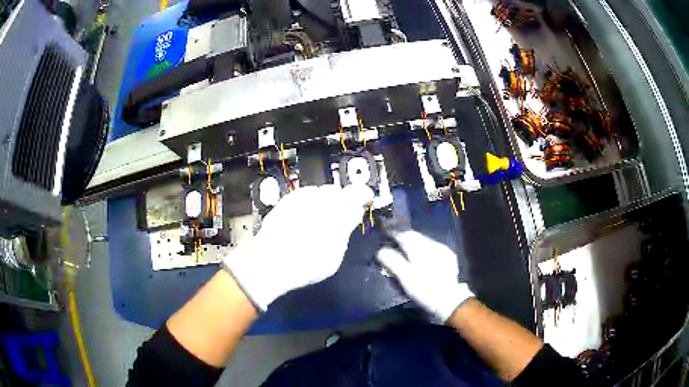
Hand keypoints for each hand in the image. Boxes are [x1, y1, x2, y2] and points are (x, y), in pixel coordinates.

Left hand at [224, 184, 373, 310]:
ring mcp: (300, 197)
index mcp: (339, 208)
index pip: (359, 193)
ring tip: (319, 224)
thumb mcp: (336, 252)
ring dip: (323, 203)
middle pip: (337, 192)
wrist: (270, 262)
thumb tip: (354, 213)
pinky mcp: (285, 201)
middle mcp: (320, 196)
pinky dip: (307, 206)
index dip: (363, 197)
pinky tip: (302, 222)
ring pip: (319, 193)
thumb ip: (347, 227)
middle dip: (341, 202)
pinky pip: (302, 198)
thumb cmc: (308, 262)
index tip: (364, 205)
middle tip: (339, 221)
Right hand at [377, 231, 473, 321]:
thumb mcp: (405, 277)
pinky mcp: (449, 256)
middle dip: (405, 237)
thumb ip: (393, 262)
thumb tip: (381, 250)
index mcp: (420, 248)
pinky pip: (433, 247)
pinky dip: (425, 249)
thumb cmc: (424, 289)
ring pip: (425, 241)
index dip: (394, 233)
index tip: (386, 234)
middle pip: (416, 236)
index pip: (405, 235)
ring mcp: (443, 249)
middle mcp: (432, 244)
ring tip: (407, 249)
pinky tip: (423, 256)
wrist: (449, 300)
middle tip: (395, 241)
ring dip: (415, 243)